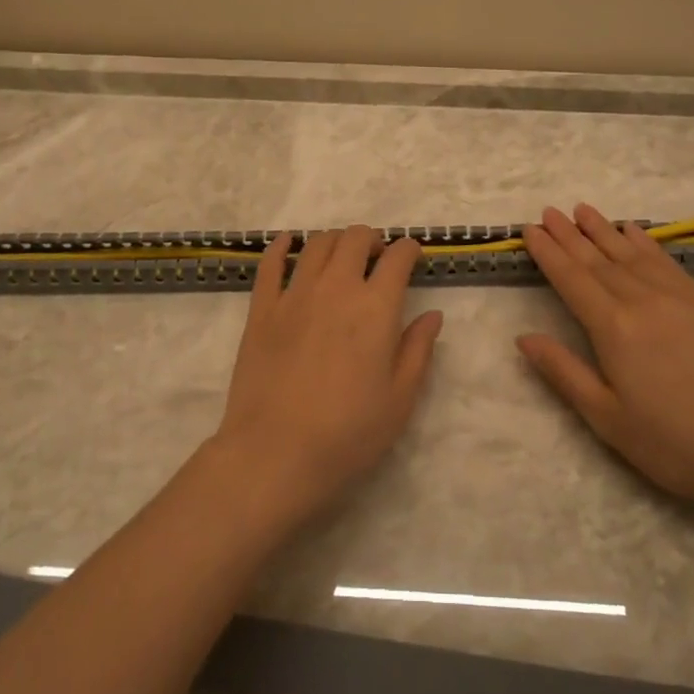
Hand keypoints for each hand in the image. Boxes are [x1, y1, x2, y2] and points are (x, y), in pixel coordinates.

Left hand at [214, 225, 442, 520]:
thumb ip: (418, 350)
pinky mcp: (261, 309)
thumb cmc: (348, 434)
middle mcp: (336, 288)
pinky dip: (282, 247)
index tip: (413, 255)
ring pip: (317, 244)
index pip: (397, 258)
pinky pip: (270, 264)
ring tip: (341, 256)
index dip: (409, 250)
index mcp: (375, 308)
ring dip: (335, 241)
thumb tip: (432, 315)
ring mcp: (294, 295)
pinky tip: (289, 244)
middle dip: (372, 240)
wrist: (275, 455)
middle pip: (355, 239)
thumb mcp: (399, 399)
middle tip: (377, 257)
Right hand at [517, 204, 693, 520]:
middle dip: (570, 235)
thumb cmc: (671, 443)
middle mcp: (643, 301)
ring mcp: (679, 297)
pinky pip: (667, 262)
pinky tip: (634, 230)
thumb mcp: (605, 417)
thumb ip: (563, 371)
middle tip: (549, 211)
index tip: (530, 229)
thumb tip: (524, 337)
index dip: (549, 253)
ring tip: (583, 210)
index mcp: (613, 328)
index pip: (572, 279)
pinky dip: (646, 243)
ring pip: (632, 254)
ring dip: (604, 230)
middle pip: (598, 260)